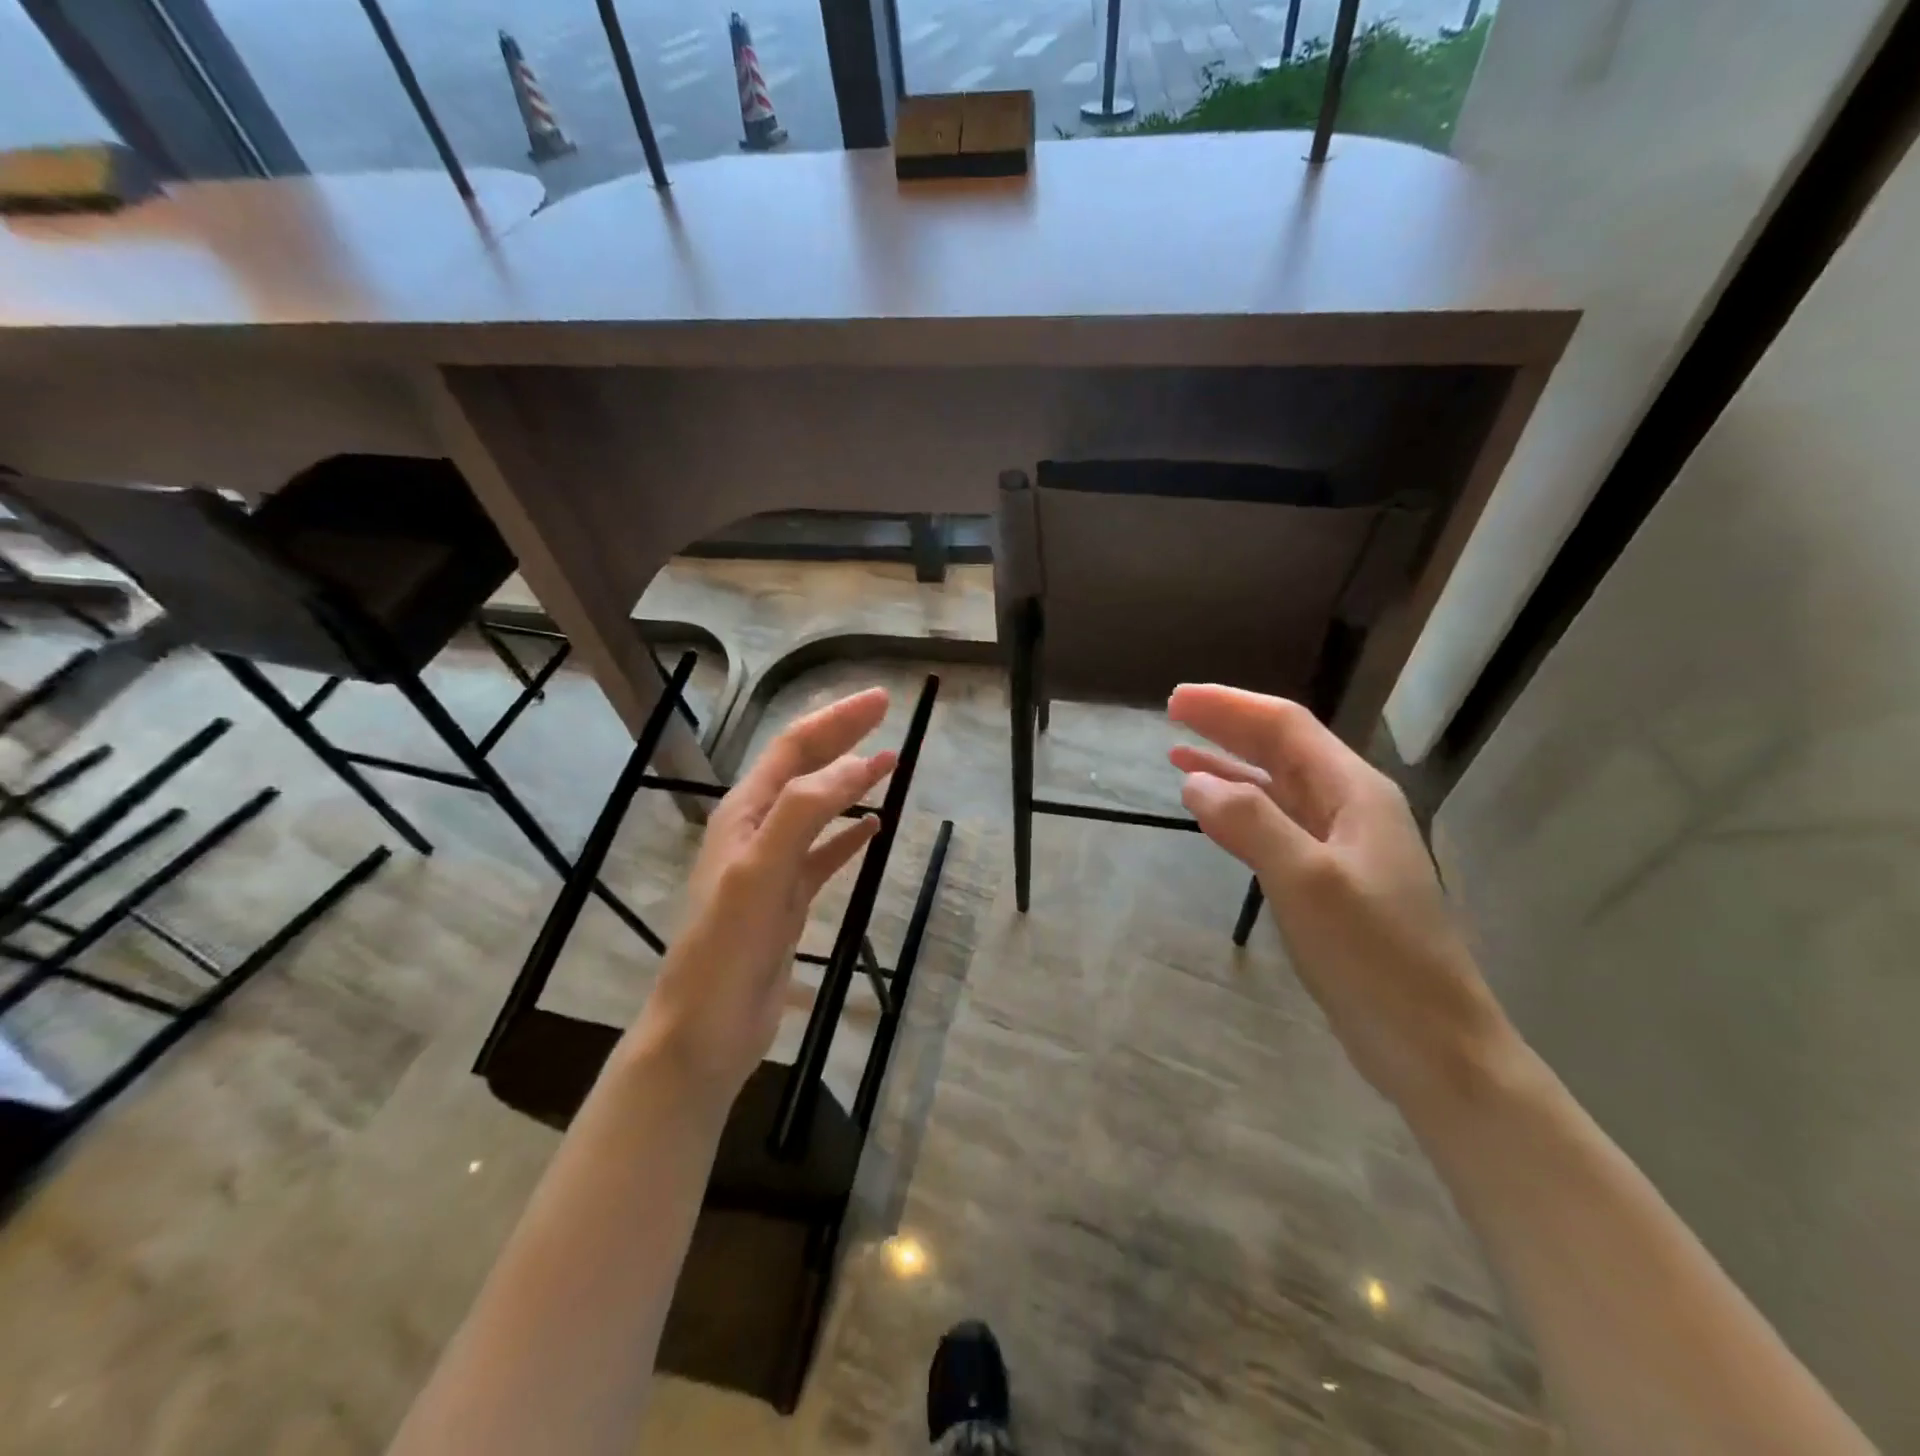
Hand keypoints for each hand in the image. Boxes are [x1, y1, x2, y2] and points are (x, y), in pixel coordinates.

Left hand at [633, 688, 895, 1102]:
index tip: (879, 700)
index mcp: (744, 813)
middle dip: (843, 738)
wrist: (706, 1028)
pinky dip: (850, 836)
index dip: (835, 720)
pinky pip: (825, 855)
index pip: (794, 749)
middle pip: (805, 770)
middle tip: (885, 713)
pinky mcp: (788, 900)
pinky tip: (873, 829)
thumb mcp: (762, 868)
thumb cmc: (727, 945)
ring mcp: (773, 866)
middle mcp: (757, 830)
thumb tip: (859, 764)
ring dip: (851, 782)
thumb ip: (806, 811)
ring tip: (890, 762)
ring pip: (819, 809)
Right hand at [1168, 684, 1511, 1105]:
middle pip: (1281, 750)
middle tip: (1172, 713)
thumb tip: (1195, 781)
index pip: (1285, 728)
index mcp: (1355, 793)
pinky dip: (1238, 812)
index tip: (1176, 700)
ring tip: (1178, 755)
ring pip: (1275, 788)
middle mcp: (1350, 808)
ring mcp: (1340, 846)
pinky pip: (1275, 827)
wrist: (1432, 1045)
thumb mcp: (1307, 882)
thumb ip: (1251, 823)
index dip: (1230, 707)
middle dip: (1227, 728)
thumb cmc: (1374, 958)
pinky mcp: (1327, 881)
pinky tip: (1210, 813)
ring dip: (1229, 768)